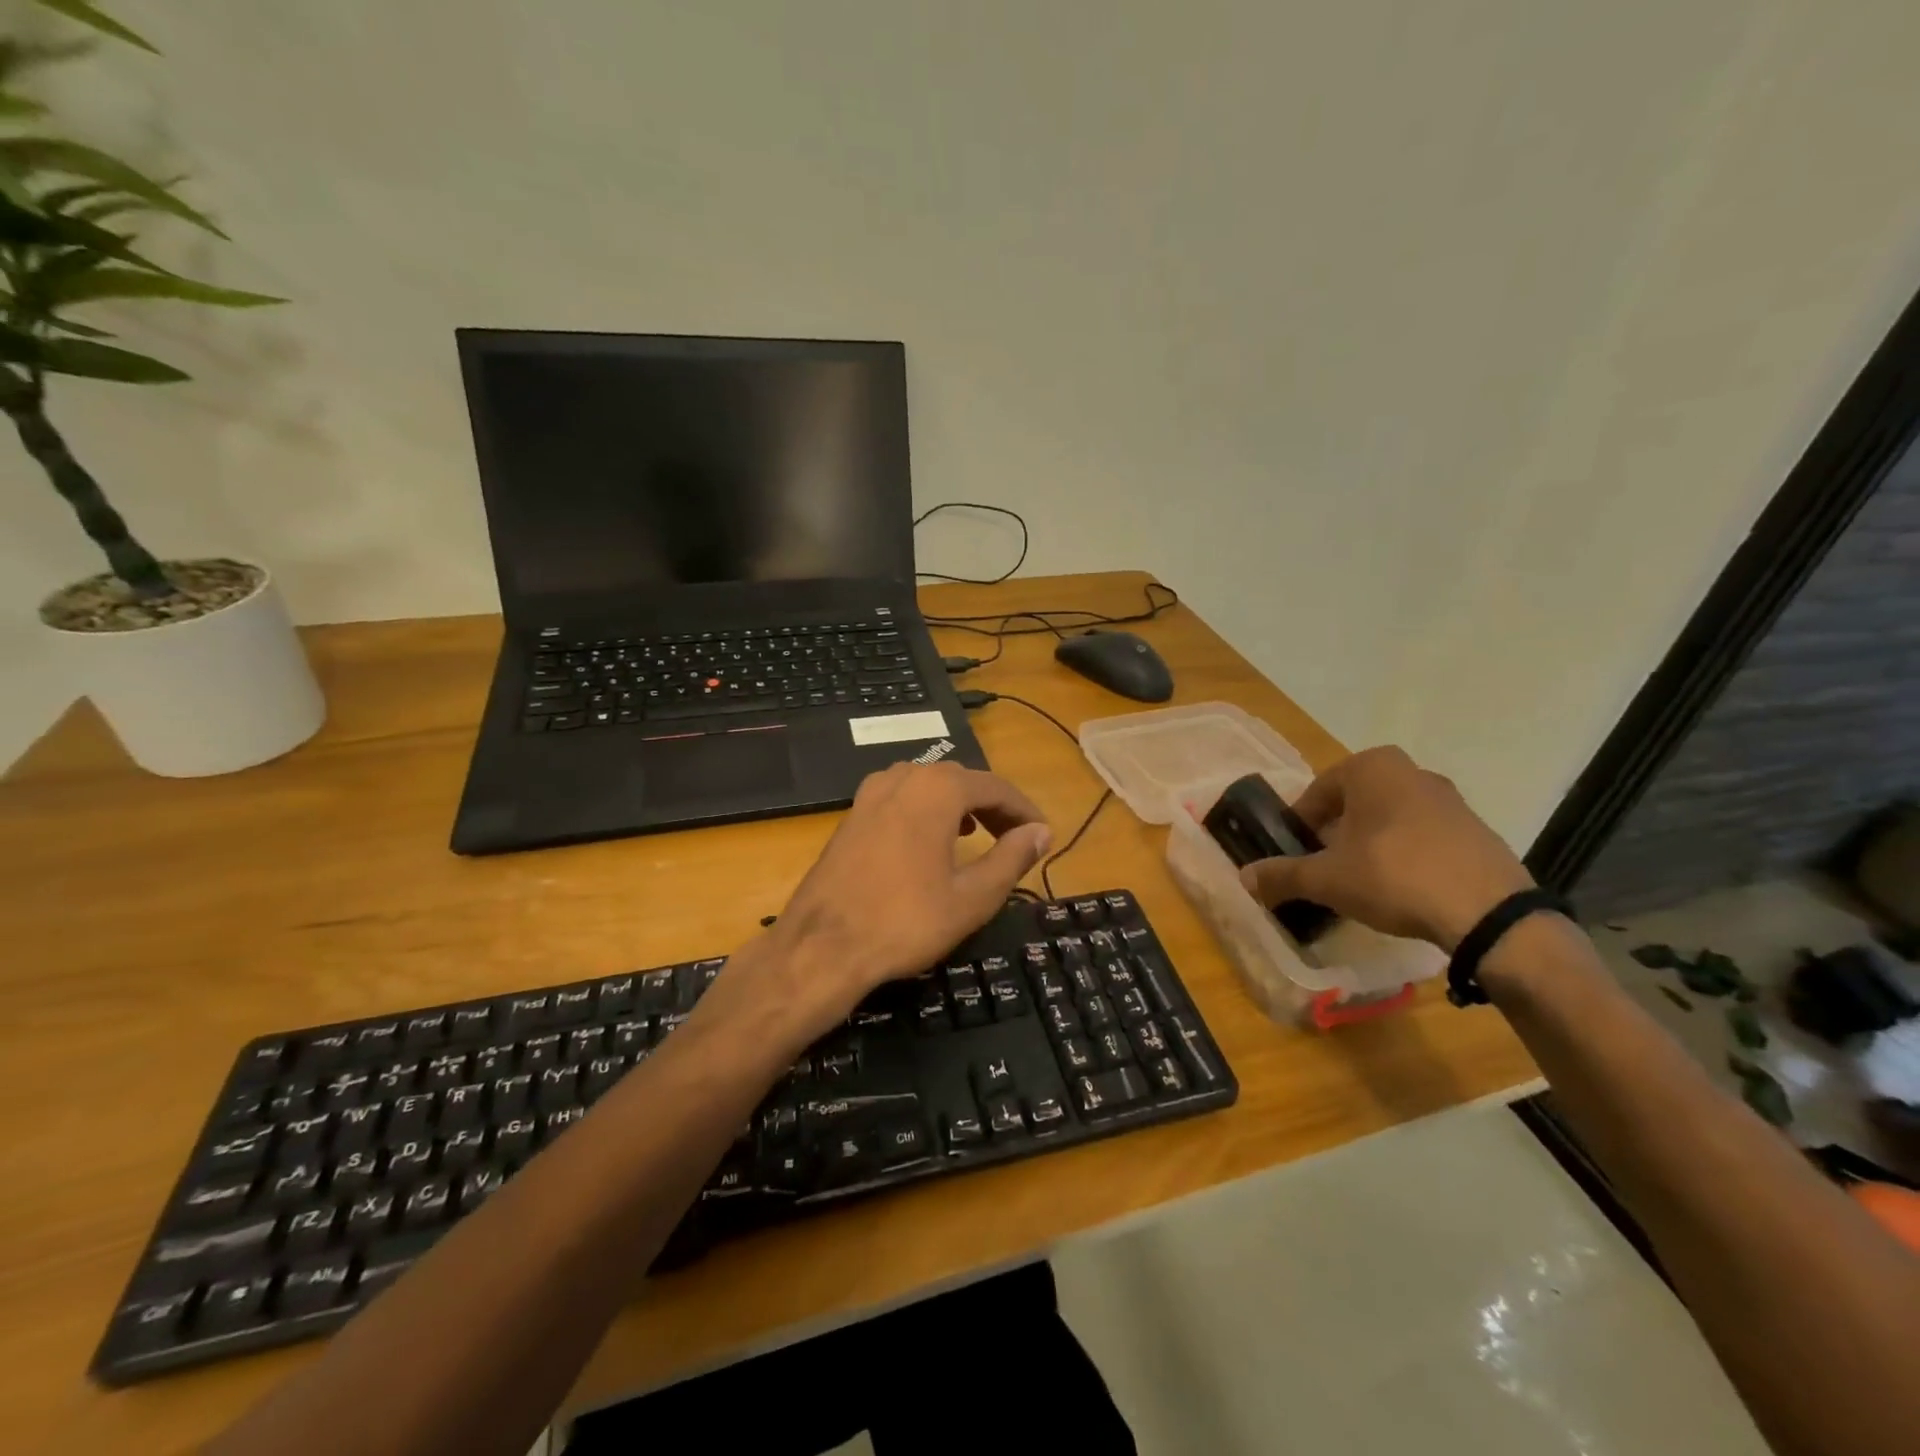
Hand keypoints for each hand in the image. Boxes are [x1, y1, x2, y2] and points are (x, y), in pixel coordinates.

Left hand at [718, 763, 1052, 1043]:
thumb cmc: (905, 922)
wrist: (822, 945)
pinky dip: (926, 809)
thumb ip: (1012, 858)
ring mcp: (872, 793)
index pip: (995, 787)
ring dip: (959, 804)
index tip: (1043, 834)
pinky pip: (901, 797)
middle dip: (993, 805)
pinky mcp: (853, 813)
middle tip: (1015, 837)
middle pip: (961, 780)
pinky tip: (930, 839)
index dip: (1024, 810)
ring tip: (978, 834)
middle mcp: (904, 777)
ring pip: (929, 785)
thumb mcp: (972, 897)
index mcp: (937, 790)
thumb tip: (1041, 832)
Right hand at [1238, 746, 1531, 949]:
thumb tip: (1244, 877)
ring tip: (1361, 882)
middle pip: (1353, 803)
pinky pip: (1422, 837)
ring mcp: (1450, 799)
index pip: (1316, 793)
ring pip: (1389, 819)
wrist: (1489, 913)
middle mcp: (1411, 771)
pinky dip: (1404, 855)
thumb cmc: (1393, 876)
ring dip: (1369, 844)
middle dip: (1335, 833)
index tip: (1295, 855)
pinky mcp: (1476, 830)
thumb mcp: (1326, 879)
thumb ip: (1282, 874)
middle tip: (1324, 868)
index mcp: (1371, 767)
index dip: (1300, 826)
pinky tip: (1401, 889)